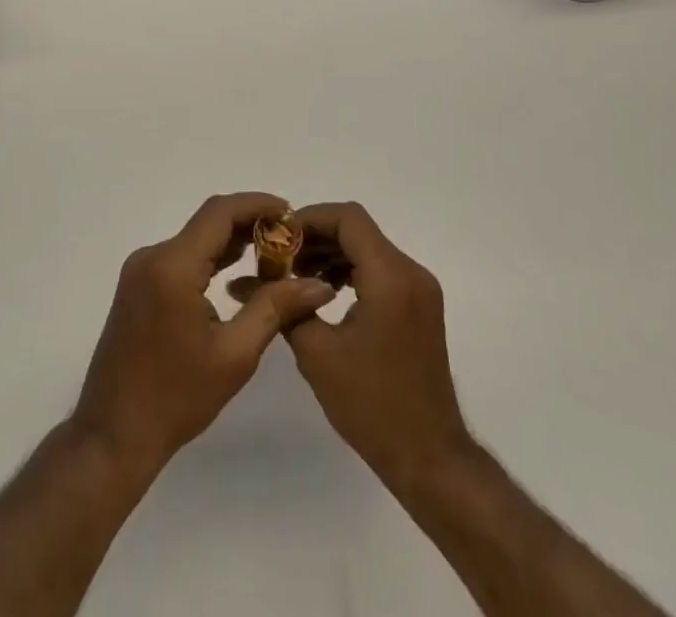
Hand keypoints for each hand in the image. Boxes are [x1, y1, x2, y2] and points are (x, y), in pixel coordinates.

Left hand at [71, 192, 334, 476]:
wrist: (113, 435)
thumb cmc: (176, 399)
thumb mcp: (234, 355)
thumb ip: (275, 309)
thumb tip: (319, 284)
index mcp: (172, 266)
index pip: (219, 213)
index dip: (257, 205)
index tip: (291, 214)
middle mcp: (152, 256)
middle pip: (207, 222)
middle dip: (249, 223)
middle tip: (290, 240)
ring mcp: (141, 270)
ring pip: (195, 238)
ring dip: (231, 241)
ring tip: (273, 255)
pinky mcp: (138, 285)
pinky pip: (181, 256)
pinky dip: (211, 257)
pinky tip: (238, 272)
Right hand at [284, 202, 472, 489]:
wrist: (429, 457)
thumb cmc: (371, 405)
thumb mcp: (317, 354)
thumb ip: (285, 307)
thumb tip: (246, 281)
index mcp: (390, 276)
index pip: (348, 218)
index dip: (310, 218)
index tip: (278, 237)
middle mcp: (411, 272)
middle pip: (358, 230)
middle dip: (316, 237)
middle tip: (279, 257)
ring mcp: (420, 289)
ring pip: (369, 248)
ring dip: (332, 253)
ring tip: (295, 276)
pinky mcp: (420, 307)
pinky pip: (381, 270)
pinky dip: (351, 270)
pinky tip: (324, 292)